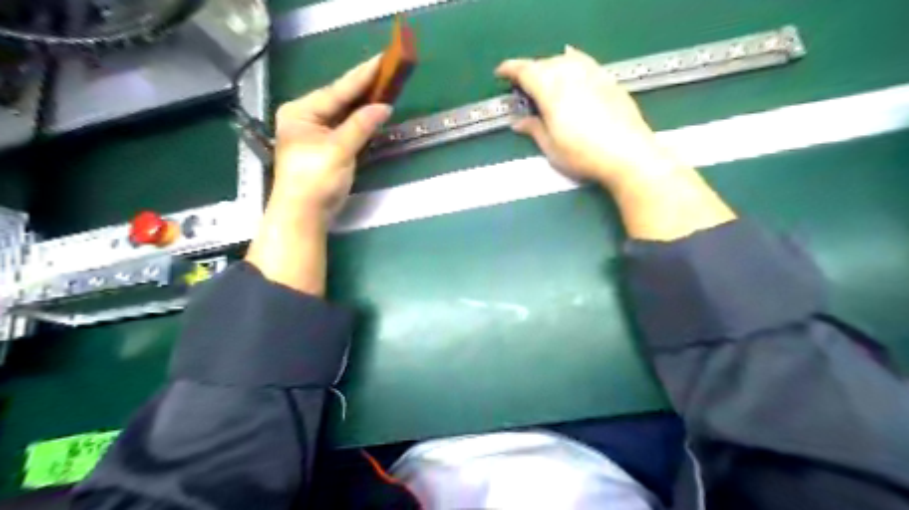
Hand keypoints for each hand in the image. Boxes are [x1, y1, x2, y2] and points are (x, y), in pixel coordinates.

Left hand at [273, 54, 393, 221]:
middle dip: (363, 88)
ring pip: (344, 114)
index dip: (361, 77)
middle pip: (339, 100)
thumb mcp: (339, 149)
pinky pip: (346, 129)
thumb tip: (384, 107)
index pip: (336, 90)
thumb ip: (360, 125)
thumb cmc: (315, 178)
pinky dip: (360, 123)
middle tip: (386, 71)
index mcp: (301, 112)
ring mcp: (316, 134)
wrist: (304, 214)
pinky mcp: (326, 149)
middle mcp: (306, 118)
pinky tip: (373, 113)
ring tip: (383, 87)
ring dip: (363, 105)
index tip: (381, 61)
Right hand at [497, 46, 681, 187]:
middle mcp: (570, 75)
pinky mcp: (607, 80)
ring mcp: (592, 74)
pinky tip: (571, 59)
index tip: (500, 73)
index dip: (510, 70)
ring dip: (549, 65)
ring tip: (544, 78)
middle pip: (544, 64)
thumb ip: (534, 130)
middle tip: (521, 85)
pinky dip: (571, 59)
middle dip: (529, 71)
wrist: (627, 153)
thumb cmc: (583, 155)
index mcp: (552, 91)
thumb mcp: (552, 147)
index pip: (526, 72)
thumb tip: (518, 123)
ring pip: (564, 60)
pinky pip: (584, 61)